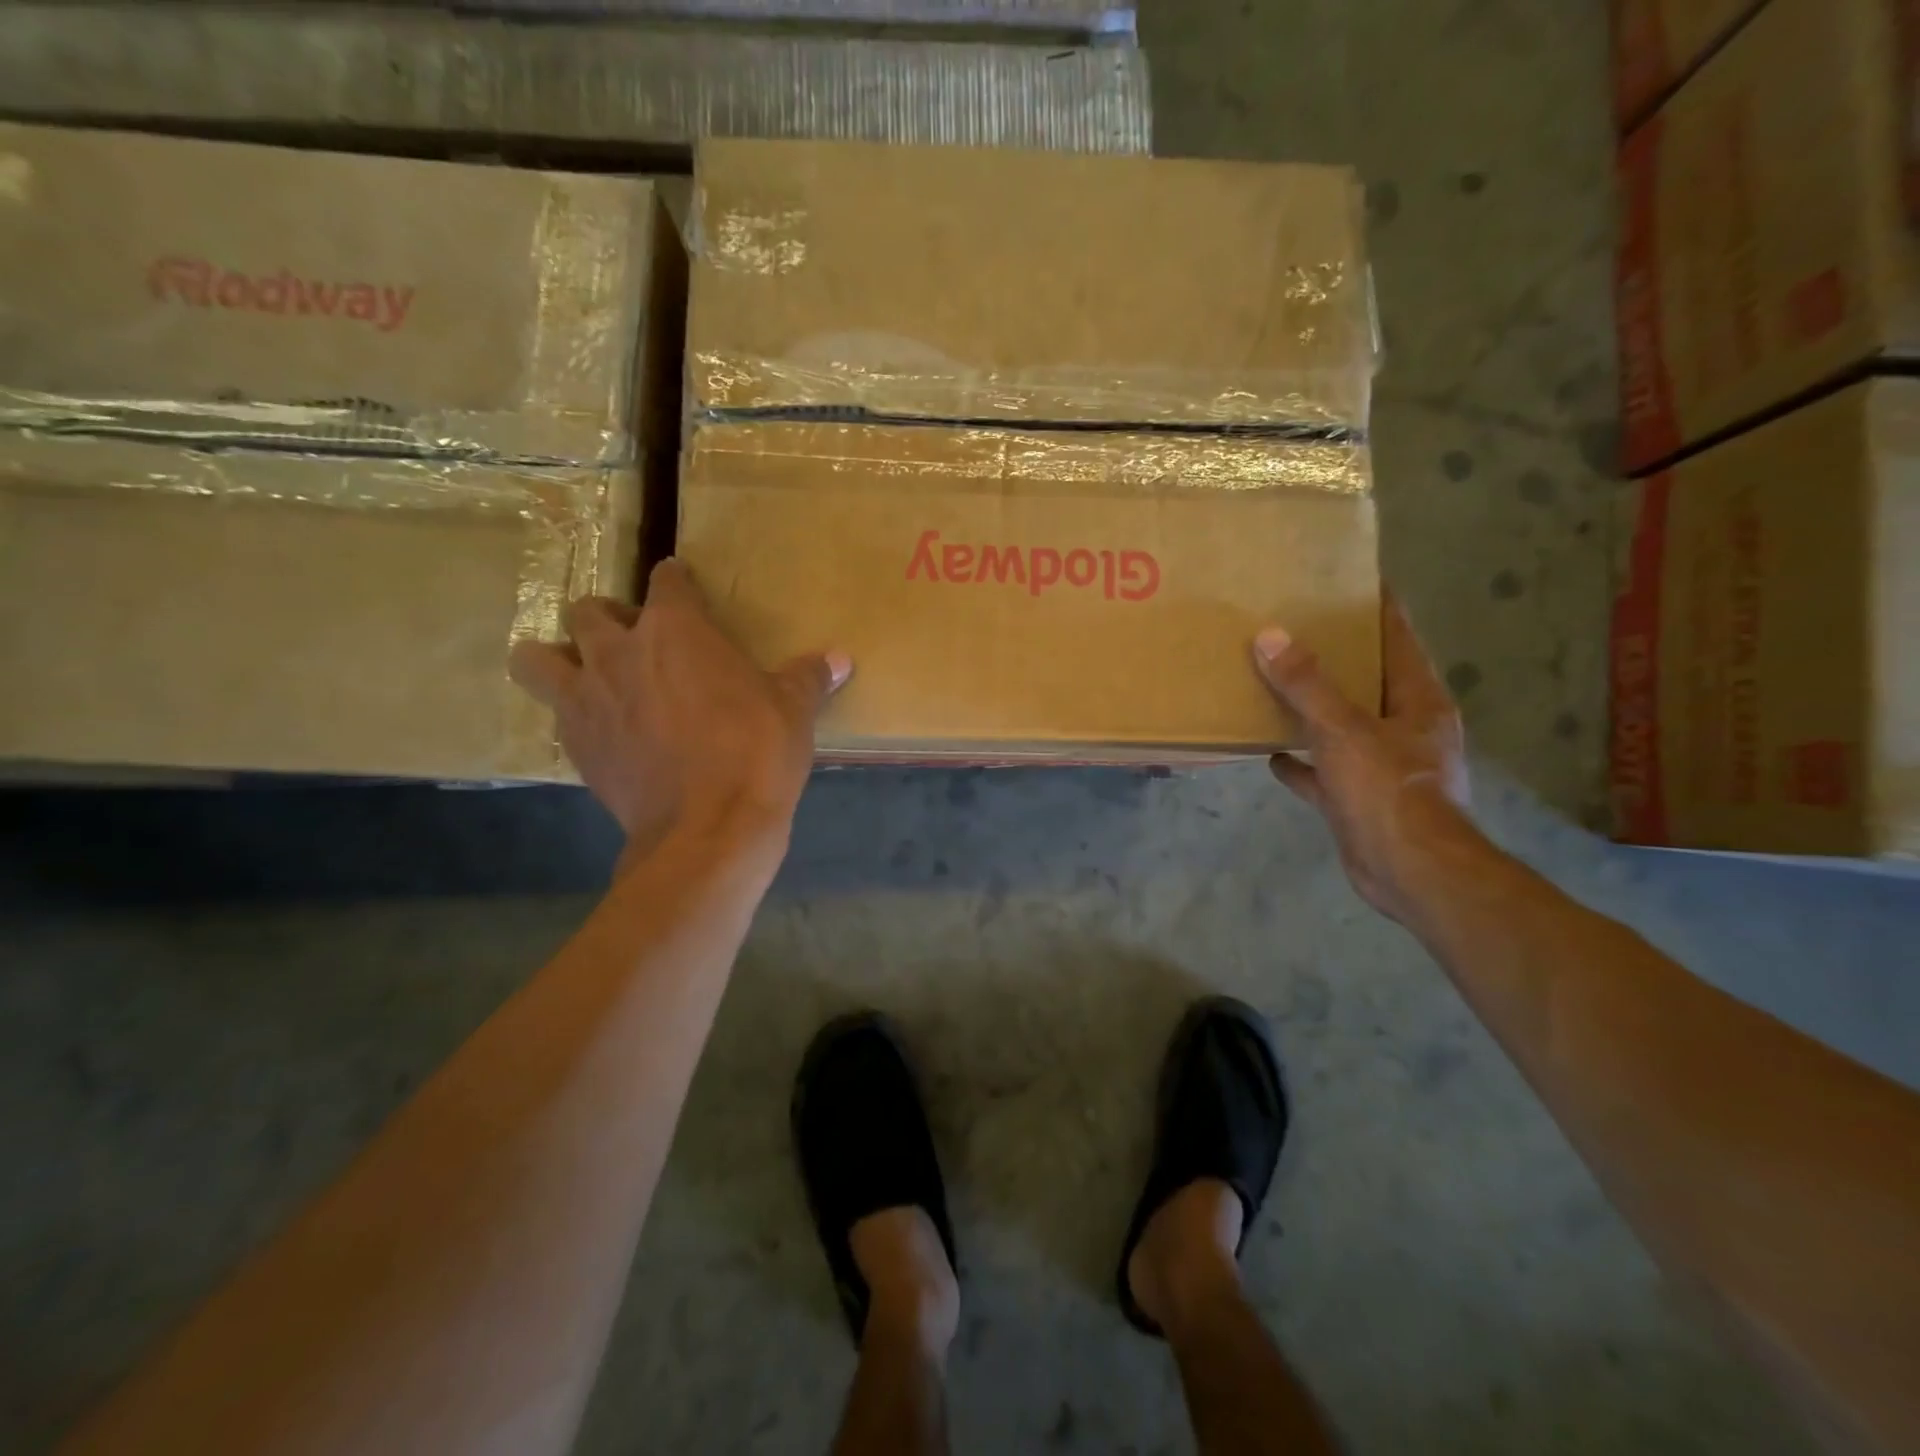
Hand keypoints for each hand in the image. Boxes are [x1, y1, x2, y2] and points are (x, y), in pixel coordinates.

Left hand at [508, 559, 849, 859]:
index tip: (686, 587)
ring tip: (587, 676)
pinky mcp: (574, 745)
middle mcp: (619, 651)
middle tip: (639, 642)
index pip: (667, 581)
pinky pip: (555, 714)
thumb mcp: (794, 711)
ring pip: (537, 658)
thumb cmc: (756, 753)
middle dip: (611, 618)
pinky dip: (573, 714)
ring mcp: (588, 698)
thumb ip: (809, 677)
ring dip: (557, 657)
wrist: (709, 828)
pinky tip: (603, 731)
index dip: (677, 582)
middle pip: (589, 610)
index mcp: (676, 629)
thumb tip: (840, 658)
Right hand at [1252, 593, 1474, 923]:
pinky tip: (1269, 752)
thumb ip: (1306, 685)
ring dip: (1312, 708)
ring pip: (1342, 724)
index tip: (1345, 577)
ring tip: (1272, 682)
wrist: (1410, 873)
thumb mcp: (1343, 730)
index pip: (1397, 636)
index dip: (1375, 606)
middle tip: (1290, 626)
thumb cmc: (1388, 791)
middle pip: (1367, 678)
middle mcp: (1405, 726)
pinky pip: (1323, 769)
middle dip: (1332, 655)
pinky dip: (1300, 761)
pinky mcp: (1358, 798)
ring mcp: (1382, 765)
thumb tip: (1270, 636)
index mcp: (1417, 699)